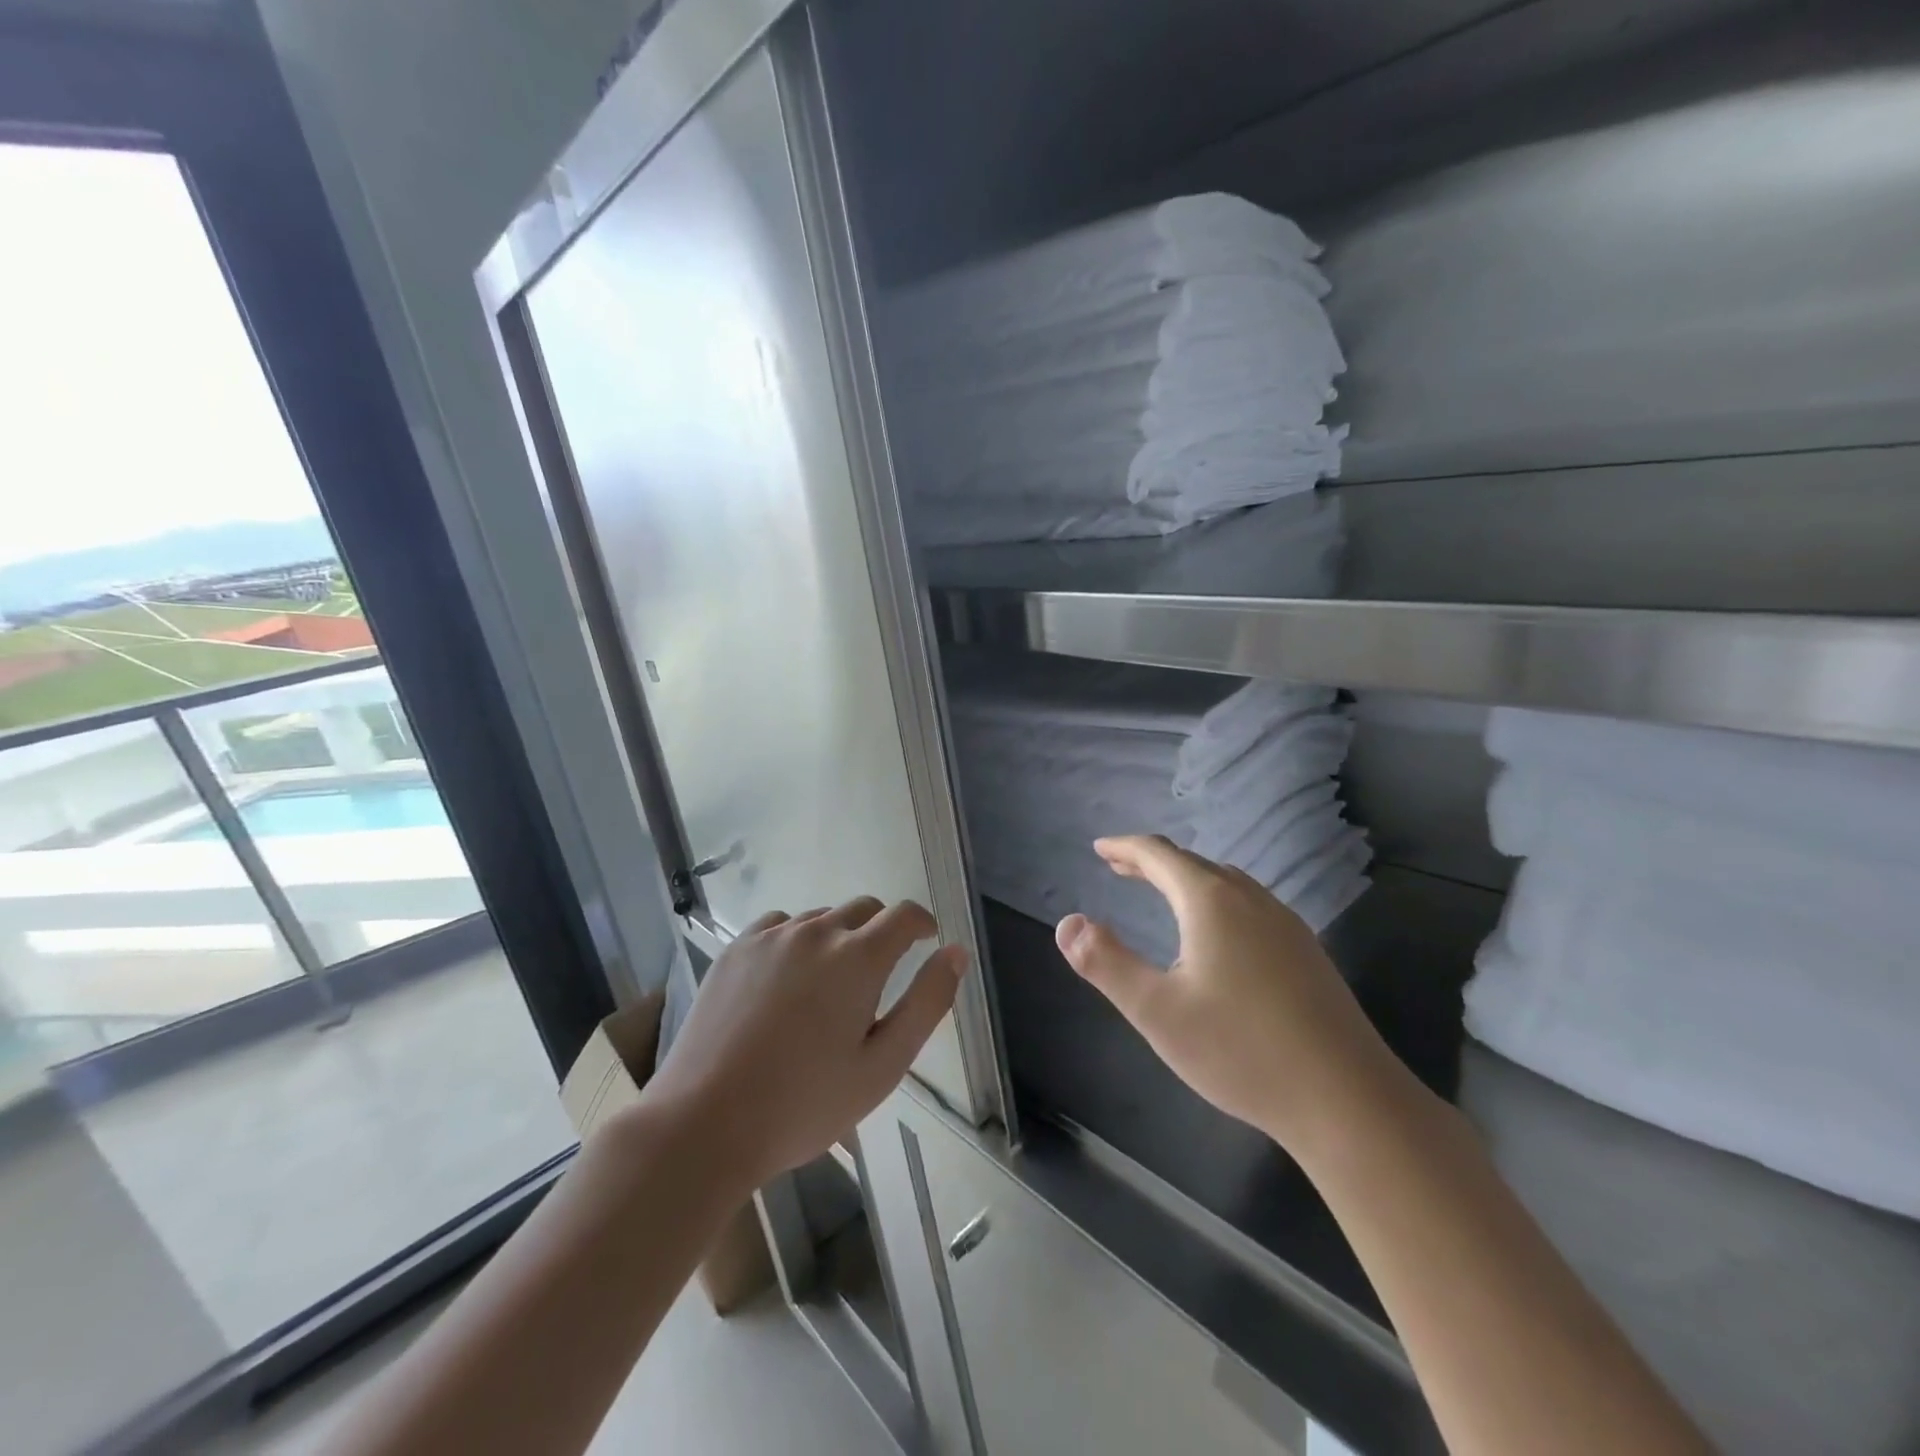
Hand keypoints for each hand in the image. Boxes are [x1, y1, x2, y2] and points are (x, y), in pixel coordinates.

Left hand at [644, 899, 967, 1191]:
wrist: (703, 1124)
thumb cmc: (804, 1104)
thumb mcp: (883, 1066)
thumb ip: (927, 1003)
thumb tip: (956, 953)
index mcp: (859, 958)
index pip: (904, 915)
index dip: (923, 924)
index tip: (927, 942)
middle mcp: (816, 932)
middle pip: (864, 909)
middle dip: (882, 931)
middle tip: (878, 978)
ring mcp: (771, 937)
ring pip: (821, 918)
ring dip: (838, 938)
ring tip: (828, 988)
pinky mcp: (735, 949)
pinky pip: (779, 926)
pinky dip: (796, 941)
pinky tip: (785, 982)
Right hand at [1056, 835, 1404, 1157]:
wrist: (1348, 1100)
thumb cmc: (1241, 1050)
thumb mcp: (1156, 1010)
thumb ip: (1106, 963)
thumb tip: (1068, 923)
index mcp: (1211, 902)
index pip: (1159, 855)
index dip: (1125, 847)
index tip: (1099, 848)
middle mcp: (1251, 900)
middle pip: (1194, 864)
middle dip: (1152, 862)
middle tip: (1120, 868)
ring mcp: (1286, 925)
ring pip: (1227, 883)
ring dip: (1187, 879)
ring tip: (1162, 893)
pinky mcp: (1307, 953)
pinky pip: (1250, 906)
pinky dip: (1217, 900)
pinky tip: (1218, 935)